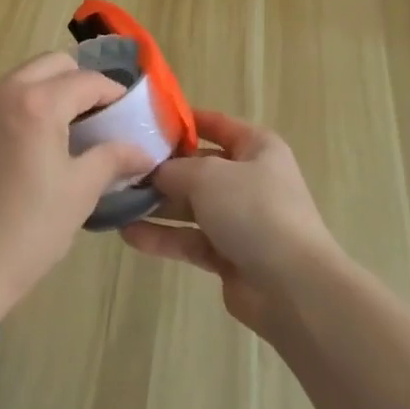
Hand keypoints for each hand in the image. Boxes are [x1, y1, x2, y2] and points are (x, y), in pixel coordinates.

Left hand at [0, 53, 157, 319]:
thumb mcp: (80, 192)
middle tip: (96, 118)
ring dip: (49, 90)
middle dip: (80, 82)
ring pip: (23, 76)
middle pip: (53, 64)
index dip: (113, 94)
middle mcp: (3, 91)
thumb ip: (113, 158)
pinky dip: (21, 104)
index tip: (128, 113)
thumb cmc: (27, 231)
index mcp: (38, 103)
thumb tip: (142, 151)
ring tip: (63, 130)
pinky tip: (29, 143)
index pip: (87, 81)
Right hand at [119, 110, 339, 337]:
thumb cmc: (254, 210)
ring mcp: (240, 219)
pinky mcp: (229, 255)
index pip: (217, 125)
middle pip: (199, 168)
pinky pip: (190, 239)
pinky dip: (163, 237)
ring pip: (191, 206)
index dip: (185, 122)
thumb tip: (153, 171)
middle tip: (121, 168)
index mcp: (257, 147)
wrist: (293, 286)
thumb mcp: (208, 176)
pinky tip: (129, 234)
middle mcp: (250, 179)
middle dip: (162, 170)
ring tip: (116, 202)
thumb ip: (175, 169)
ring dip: (157, 205)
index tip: (147, 122)